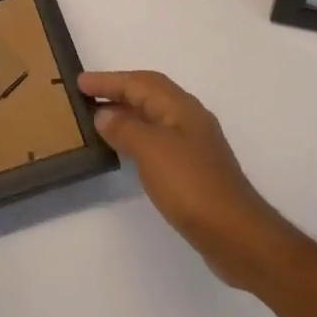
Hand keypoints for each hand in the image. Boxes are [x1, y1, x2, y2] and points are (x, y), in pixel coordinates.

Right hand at [79, 70, 298, 290]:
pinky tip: (127, 151)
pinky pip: (158, 140)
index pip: (139, 82)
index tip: (80, 82)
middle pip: (149, 94)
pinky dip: (138, 137)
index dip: (109, 80)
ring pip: (154, 117)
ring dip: (127, 114)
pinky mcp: (195, 170)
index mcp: (181, 107)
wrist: (236, 235)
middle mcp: (189, 119)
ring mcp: (194, 145)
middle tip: (87, 96)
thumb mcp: (151, 150)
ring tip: (100, 120)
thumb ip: (125, 128)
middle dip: (118, 91)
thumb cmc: (191, 185)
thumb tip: (104, 115)